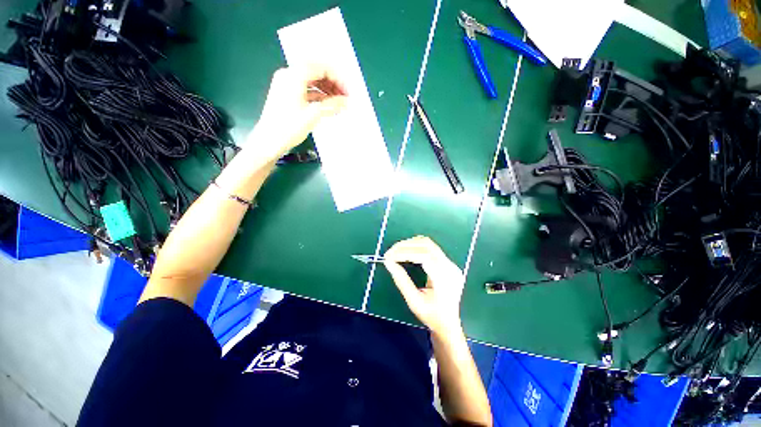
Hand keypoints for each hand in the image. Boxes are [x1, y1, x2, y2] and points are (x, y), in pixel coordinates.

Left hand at [247, 64, 347, 161]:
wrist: (269, 141)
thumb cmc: (289, 127)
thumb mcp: (313, 115)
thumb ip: (331, 104)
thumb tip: (347, 101)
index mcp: (293, 75)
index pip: (321, 68)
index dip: (337, 78)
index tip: (348, 92)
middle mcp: (289, 75)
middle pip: (316, 72)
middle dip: (333, 83)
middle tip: (345, 98)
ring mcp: (287, 84)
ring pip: (312, 81)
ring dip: (327, 90)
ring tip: (339, 103)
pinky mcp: (288, 94)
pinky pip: (307, 89)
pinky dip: (319, 96)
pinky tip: (329, 105)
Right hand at [383, 236, 464, 334]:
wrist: (449, 324)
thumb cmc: (432, 317)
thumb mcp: (414, 302)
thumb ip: (401, 281)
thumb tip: (388, 262)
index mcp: (444, 279)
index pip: (423, 256)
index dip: (404, 253)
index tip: (388, 256)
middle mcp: (450, 267)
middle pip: (427, 245)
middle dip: (405, 246)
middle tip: (389, 252)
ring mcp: (450, 264)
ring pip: (429, 243)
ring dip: (411, 244)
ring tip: (396, 251)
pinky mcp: (448, 263)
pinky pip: (431, 248)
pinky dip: (417, 246)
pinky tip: (407, 252)